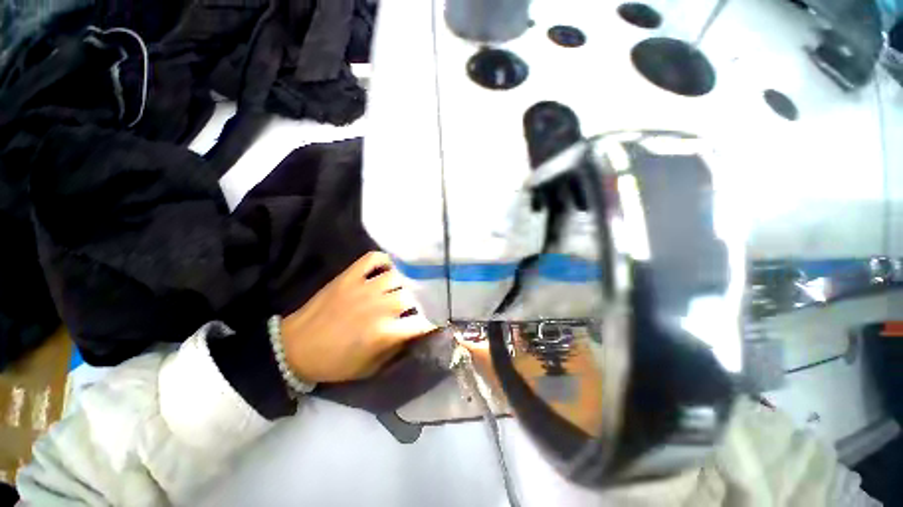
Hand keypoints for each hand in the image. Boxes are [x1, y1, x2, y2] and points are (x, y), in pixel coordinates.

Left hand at [280, 252, 436, 382]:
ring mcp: (364, 287)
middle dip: (420, 303)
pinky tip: (387, 269)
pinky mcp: (350, 276)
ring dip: (404, 283)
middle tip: (418, 306)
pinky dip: (384, 260)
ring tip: (404, 288)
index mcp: (385, 332)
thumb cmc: (335, 363)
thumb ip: (397, 350)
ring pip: (398, 276)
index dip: (434, 323)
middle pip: (414, 296)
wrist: (294, 348)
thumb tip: (415, 334)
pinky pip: (374, 258)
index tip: (436, 323)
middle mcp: (380, 306)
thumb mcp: (371, 368)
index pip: (423, 322)